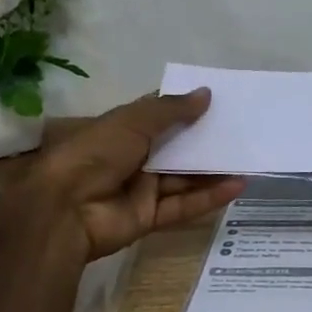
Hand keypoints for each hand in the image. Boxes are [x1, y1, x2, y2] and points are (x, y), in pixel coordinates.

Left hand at [15, 90, 243, 259]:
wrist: (63, 209)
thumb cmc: (95, 153)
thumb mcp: (133, 121)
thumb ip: (172, 109)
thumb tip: (207, 93)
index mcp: (122, 130)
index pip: (159, 116)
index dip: (186, 108)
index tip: (219, 102)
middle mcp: (133, 157)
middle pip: (176, 148)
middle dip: (205, 141)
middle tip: (242, 131)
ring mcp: (141, 189)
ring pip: (183, 178)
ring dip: (212, 170)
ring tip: (248, 158)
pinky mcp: (148, 218)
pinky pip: (183, 206)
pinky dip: (209, 197)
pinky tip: (237, 186)